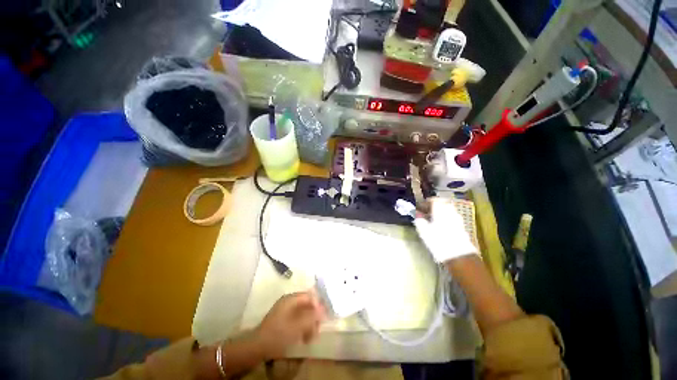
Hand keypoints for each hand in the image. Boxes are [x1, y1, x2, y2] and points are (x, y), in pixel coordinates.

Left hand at [254, 291, 325, 358]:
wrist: (258, 347)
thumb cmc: (279, 334)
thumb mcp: (298, 326)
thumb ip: (312, 316)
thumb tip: (324, 309)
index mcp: (291, 299)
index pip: (310, 295)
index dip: (318, 305)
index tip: (323, 318)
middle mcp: (289, 301)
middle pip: (307, 304)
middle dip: (314, 316)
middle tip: (317, 329)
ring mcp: (285, 310)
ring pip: (303, 313)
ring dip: (309, 323)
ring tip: (311, 337)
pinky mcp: (283, 319)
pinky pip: (297, 319)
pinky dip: (302, 327)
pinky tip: (304, 337)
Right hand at [414, 197, 477, 262]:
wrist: (458, 255)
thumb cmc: (437, 240)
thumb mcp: (423, 230)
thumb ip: (419, 220)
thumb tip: (417, 214)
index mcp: (440, 209)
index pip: (433, 200)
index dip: (425, 202)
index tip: (420, 207)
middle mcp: (450, 211)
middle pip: (442, 203)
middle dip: (434, 206)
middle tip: (426, 212)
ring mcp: (457, 218)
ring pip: (448, 210)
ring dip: (440, 212)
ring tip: (433, 220)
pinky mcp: (462, 226)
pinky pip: (452, 217)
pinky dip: (446, 218)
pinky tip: (441, 226)